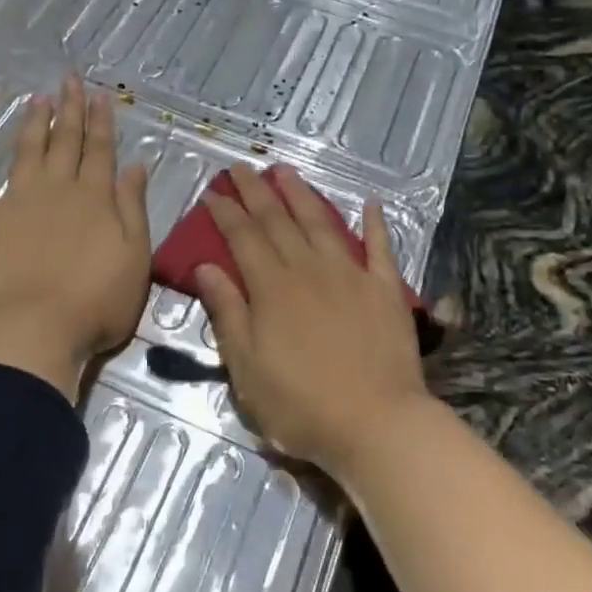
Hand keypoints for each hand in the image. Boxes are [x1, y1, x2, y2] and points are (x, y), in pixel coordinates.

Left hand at [0, 76, 150, 399]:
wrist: (35, 330)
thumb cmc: (96, 301)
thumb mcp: (135, 256)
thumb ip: (133, 208)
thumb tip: (136, 165)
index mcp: (94, 198)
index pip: (100, 150)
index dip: (101, 122)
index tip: (100, 95)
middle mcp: (57, 189)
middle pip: (65, 141)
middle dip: (70, 109)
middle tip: (69, 79)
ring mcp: (18, 202)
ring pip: (27, 152)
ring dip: (33, 124)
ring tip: (37, 98)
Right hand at [194, 164, 430, 477]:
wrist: (377, 424)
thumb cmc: (302, 405)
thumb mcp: (247, 368)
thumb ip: (228, 312)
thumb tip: (205, 267)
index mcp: (272, 288)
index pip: (243, 238)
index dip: (226, 213)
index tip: (212, 192)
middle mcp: (309, 269)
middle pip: (278, 221)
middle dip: (256, 192)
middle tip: (241, 167)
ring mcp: (351, 275)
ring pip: (322, 223)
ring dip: (303, 195)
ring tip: (287, 171)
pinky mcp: (385, 289)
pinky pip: (380, 248)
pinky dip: (375, 224)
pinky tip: (371, 204)